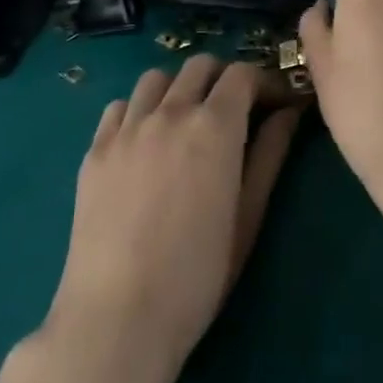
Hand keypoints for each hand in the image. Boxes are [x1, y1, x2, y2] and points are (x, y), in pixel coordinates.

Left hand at [46, 57, 301, 382]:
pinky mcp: (94, 150)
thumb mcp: (247, 216)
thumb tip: (288, 113)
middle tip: (235, 112)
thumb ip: (269, 155)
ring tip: (187, 122)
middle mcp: (169, 113)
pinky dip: (140, 110)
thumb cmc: (198, 275)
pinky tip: (146, 142)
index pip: (242, 74)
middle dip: (224, 79)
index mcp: (214, 127)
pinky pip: (120, 107)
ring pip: (156, 78)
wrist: (118, 316)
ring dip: (180, 88)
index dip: (263, 82)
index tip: (273, 104)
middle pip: (199, 66)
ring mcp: (126, 129)